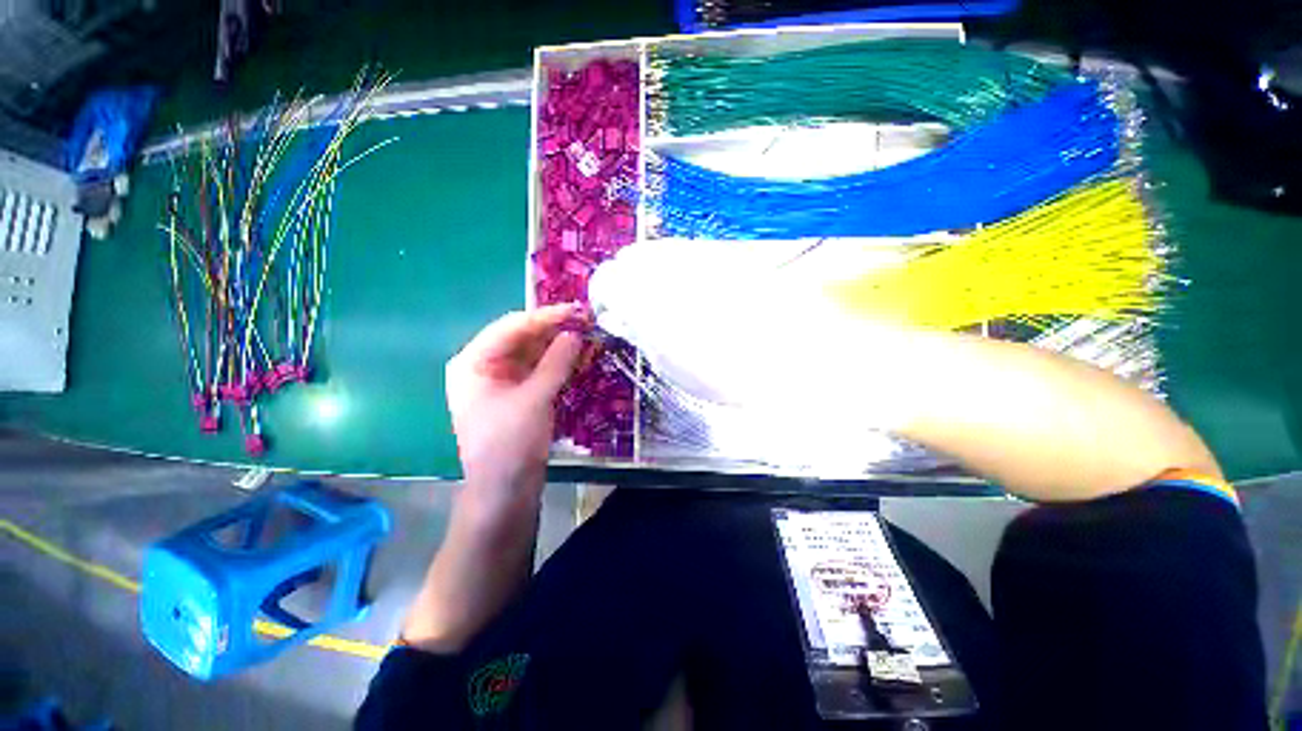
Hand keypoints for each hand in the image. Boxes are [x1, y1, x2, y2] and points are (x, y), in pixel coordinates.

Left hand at [445, 303, 588, 500]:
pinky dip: (559, 363)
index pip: (512, 327)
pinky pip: (539, 370)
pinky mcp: (519, 395)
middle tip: (587, 321)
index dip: (546, 316)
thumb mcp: (534, 399)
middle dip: (555, 329)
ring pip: (533, 353)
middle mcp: (485, 367)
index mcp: (474, 363)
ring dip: (559, 344)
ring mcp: (502, 382)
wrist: (505, 493)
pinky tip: (579, 355)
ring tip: (588, 335)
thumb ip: (556, 362)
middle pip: (522, 338)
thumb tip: (575, 333)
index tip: (577, 310)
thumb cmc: (510, 445)